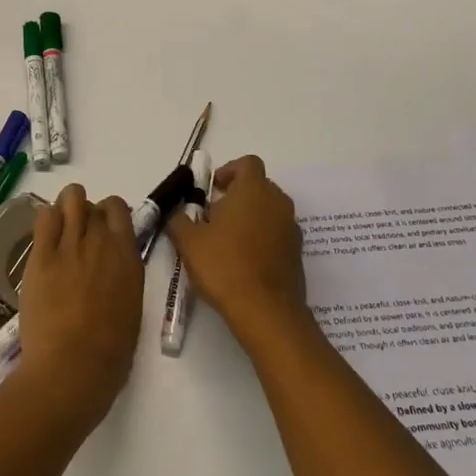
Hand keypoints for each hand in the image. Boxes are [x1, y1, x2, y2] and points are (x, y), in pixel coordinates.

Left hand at [16, 183, 143, 428]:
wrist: (72, 369)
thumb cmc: (109, 355)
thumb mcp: (131, 308)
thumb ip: (123, 277)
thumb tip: (113, 267)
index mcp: (127, 257)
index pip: (119, 208)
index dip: (108, 214)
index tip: (102, 230)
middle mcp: (101, 242)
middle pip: (92, 204)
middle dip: (86, 214)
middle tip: (78, 238)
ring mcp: (70, 245)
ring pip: (70, 198)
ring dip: (66, 208)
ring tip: (60, 230)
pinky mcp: (42, 255)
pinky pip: (44, 217)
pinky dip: (46, 220)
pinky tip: (45, 239)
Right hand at [163, 155, 308, 345]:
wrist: (266, 312)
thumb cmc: (224, 266)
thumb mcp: (189, 241)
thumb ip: (179, 220)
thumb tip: (177, 213)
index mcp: (253, 190)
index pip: (247, 163)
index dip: (229, 171)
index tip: (213, 189)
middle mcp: (277, 202)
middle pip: (259, 186)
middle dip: (237, 196)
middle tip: (214, 217)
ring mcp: (291, 228)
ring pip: (269, 211)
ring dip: (250, 218)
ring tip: (227, 242)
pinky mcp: (298, 253)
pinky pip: (277, 234)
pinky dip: (263, 239)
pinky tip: (244, 262)